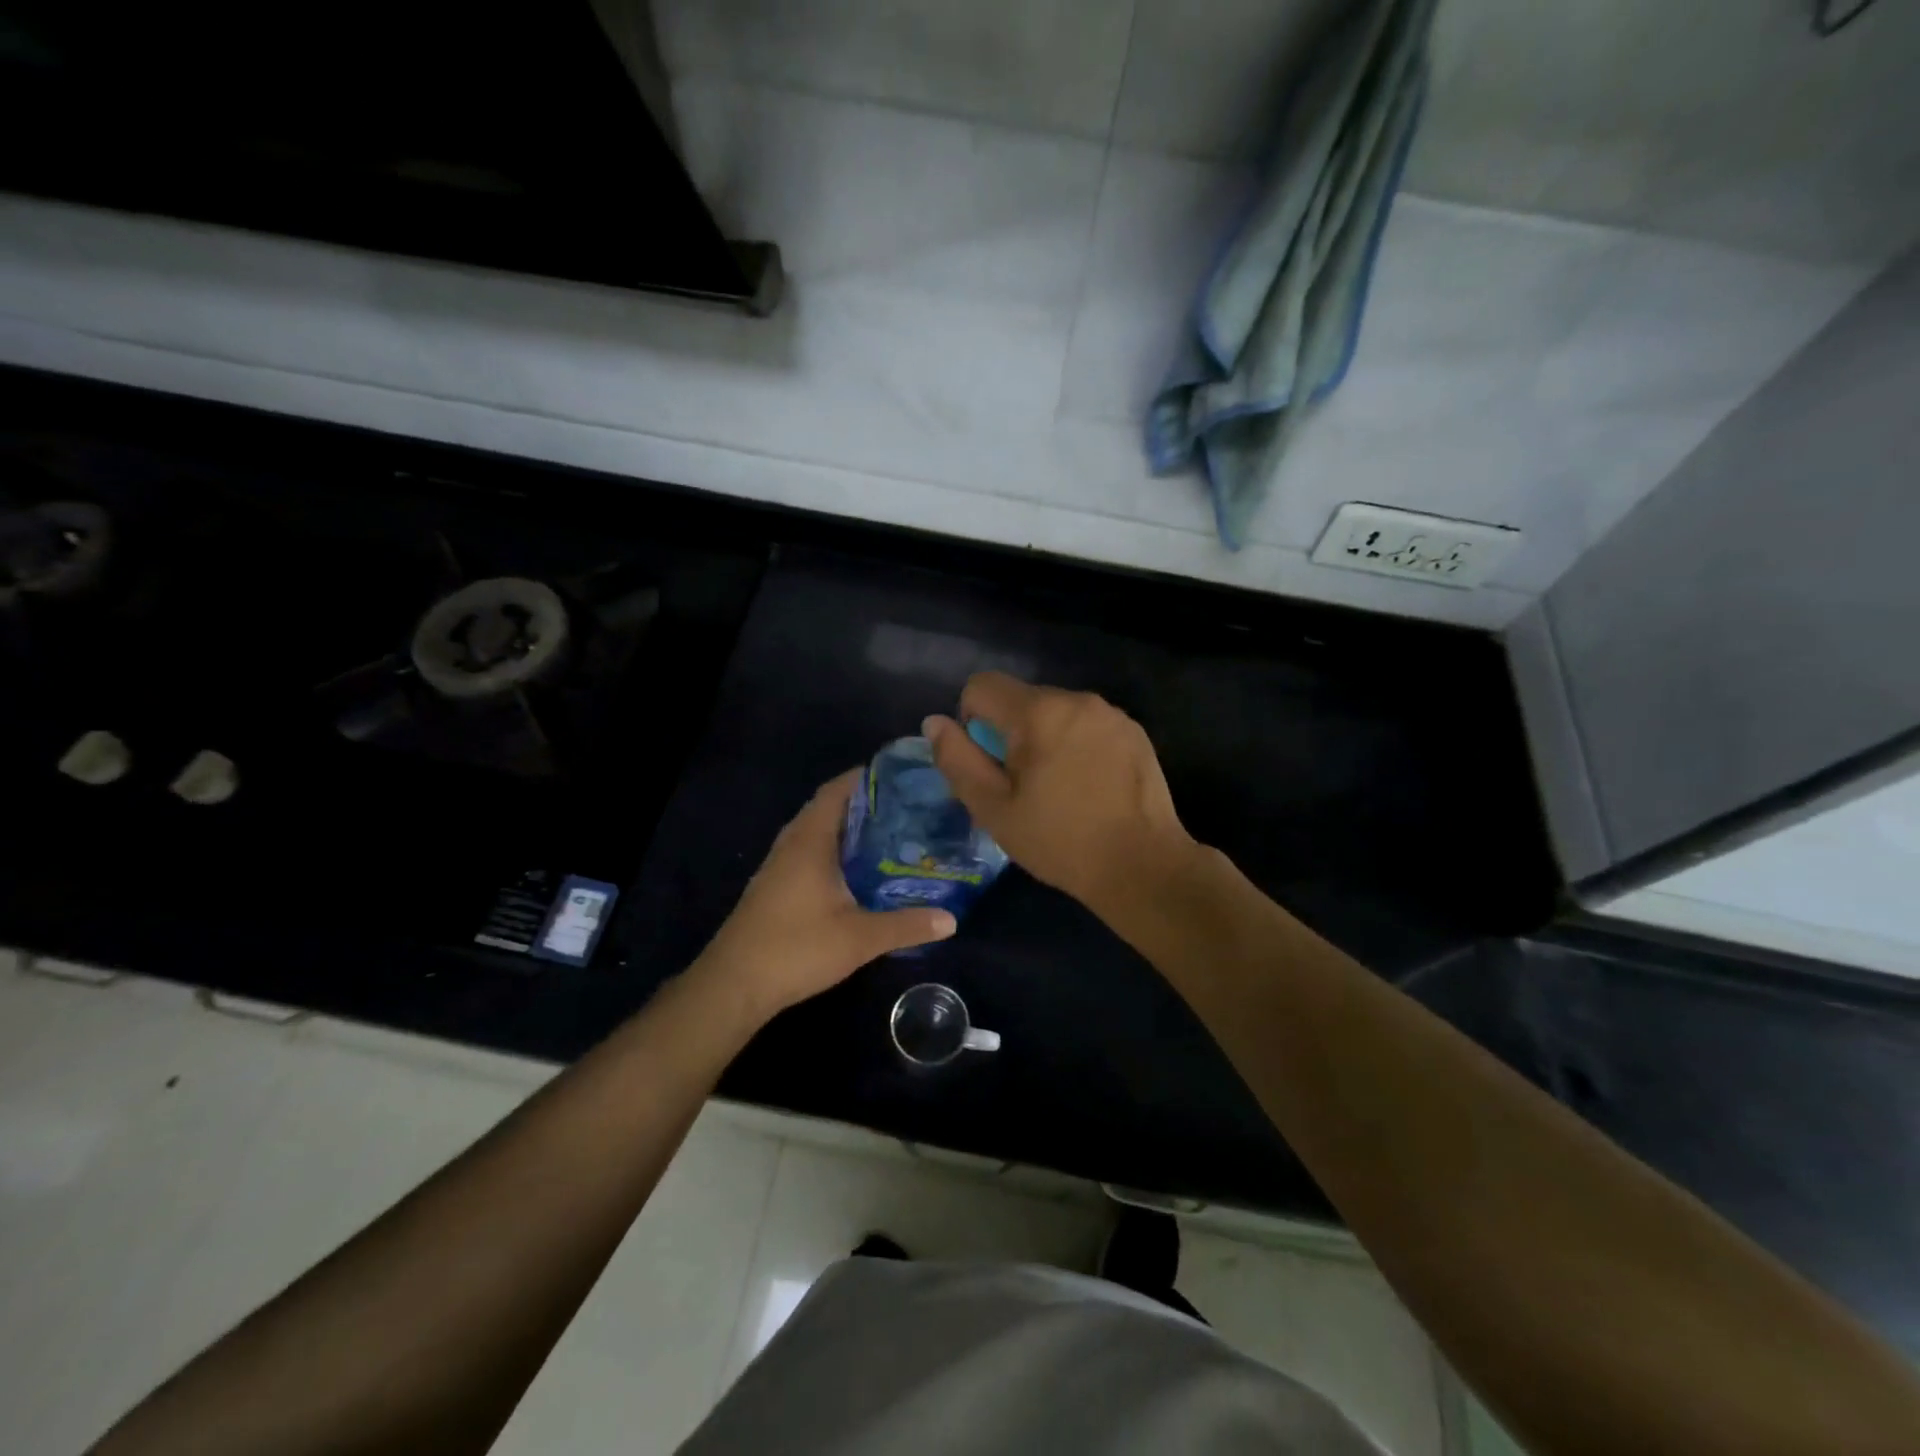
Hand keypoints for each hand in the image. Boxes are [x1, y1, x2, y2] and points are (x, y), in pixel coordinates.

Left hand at [692, 769, 956, 1022]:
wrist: (734, 984)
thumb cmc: (797, 948)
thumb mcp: (860, 938)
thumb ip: (907, 925)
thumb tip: (952, 920)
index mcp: (810, 839)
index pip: (837, 790)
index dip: (866, 777)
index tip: (901, 776)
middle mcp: (792, 843)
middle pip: (828, 808)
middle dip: (864, 803)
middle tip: (906, 807)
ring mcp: (778, 865)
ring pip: (817, 832)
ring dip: (848, 829)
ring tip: (889, 834)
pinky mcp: (774, 886)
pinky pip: (808, 852)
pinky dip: (834, 850)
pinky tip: (858, 871)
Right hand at [924, 672, 1197, 915]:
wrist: (1142, 866)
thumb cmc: (1060, 841)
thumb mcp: (993, 809)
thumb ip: (957, 760)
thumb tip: (934, 722)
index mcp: (1038, 712)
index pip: (981, 686)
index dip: (971, 720)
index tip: (988, 763)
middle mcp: (1077, 699)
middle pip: (1021, 699)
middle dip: (1010, 732)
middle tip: (1022, 786)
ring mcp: (1111, 714)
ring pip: (1056, 712)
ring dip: (1045, 738)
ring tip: (1059, 788)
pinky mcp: (1135, 732)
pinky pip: (1088, 725)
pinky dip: (1078, 744)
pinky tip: (1090, 786)